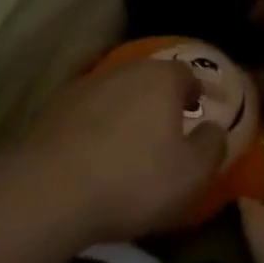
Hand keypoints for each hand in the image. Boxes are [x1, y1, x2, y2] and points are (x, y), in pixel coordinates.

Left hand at [23, 59, 225, 242]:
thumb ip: (212, 146)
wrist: (50, 191)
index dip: (195, 92)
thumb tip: (213, 129)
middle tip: (166, 128)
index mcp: (161, 78)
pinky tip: (93, 154)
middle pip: (148, 79)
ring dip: (125, 113)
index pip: (186, 73)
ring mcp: (83, 87)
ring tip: (128, 145)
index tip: (198, 110)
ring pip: (115, 94)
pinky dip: (95, 127)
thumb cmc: (134, 179)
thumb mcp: (193, 174)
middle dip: (159, 100)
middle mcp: (123, 71)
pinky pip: (86, 113)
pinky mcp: (52, 109)